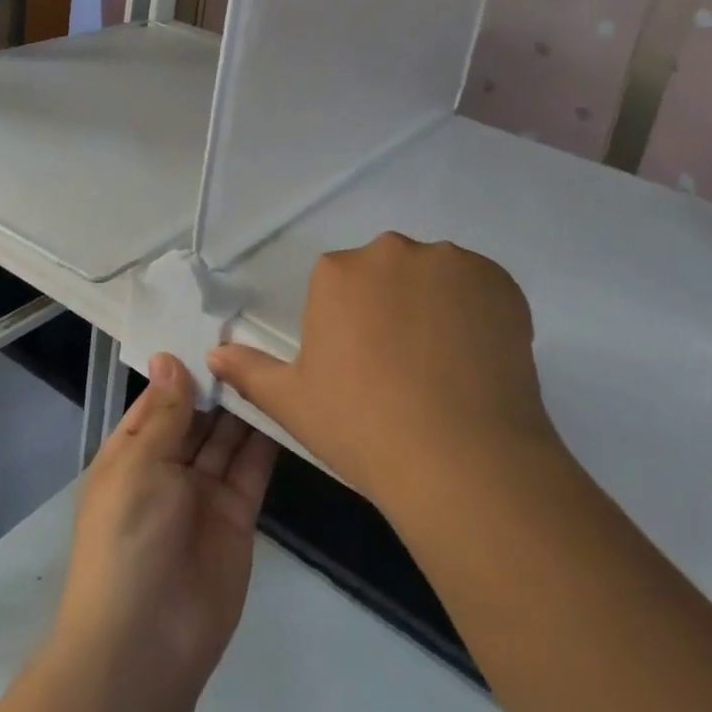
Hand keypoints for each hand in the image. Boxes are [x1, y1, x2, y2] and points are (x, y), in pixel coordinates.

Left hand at [53, 352, 278, 701]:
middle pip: (199, 415)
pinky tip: (285, 402)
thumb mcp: (138, 465)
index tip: (215, 327)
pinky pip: (252, 468)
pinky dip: (267, 439)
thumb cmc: (127, 541)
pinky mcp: (238, 516)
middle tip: (255, 333)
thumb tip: (168, 356)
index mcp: (132, 452)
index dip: (185, 367)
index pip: (161, 398)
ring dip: (245, 405)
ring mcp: (204, 493)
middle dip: (220, 383)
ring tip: (274, 358)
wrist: (145, 646)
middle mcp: (168, 467)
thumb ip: (164, 412)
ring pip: (228, 437)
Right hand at [208, 232, 563, 518]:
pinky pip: (480, 287)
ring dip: (435, 306)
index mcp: (337, 272)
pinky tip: (478, 361)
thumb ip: (249, 371)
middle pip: (387, 272)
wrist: (461, 460)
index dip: (352, 328)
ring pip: (434, 277)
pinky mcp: (498, 280)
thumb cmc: (363, 428)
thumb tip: (213, 352)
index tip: (365, 369)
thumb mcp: (293, 403)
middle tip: (405, 369)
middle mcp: (391, 251)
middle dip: (391, 307)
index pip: (340, 286)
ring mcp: (449, 262)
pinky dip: (478, 313)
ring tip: (446, 368)